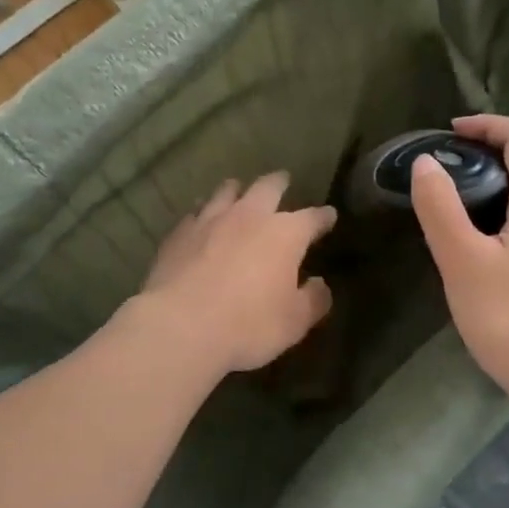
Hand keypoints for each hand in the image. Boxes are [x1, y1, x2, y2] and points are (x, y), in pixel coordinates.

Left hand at [137, 172, 336, 373]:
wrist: (181, 326)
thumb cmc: (248, 325)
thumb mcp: (294, 322)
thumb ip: (313, 300)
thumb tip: (320, 285)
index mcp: (285, 234)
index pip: (312, 218)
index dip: (323, 217)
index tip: (329, 216)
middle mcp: (250, 216)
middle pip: (267, 187)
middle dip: (279, 183)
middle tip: (283, 180)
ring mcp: (210, 220)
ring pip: (226, 191)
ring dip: (237, 189)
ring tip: (238, 189)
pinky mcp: (179, 233)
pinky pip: (195, 213)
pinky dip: (203, 211)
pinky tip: (200, 218)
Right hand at [411, 115, 508, 412]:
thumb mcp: (464, 262)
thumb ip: (442, 209)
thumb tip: (426, 164)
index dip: (487, 125)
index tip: (450, 133)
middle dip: (487, 156)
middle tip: (443, 173)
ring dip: (496, 189)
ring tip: (455, 209)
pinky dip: (506, 218)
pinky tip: (482, 252)